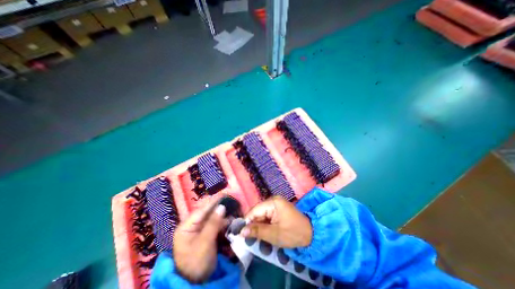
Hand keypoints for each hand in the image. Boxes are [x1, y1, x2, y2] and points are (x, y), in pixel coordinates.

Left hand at [173, 195, 226, 282]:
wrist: (195, 282)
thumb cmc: (196, 263)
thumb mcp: (205, 243)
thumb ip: (213, 223)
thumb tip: (221, 206)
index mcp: (186, 226)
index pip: (201, 209)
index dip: (214, 201)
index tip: (225, 194)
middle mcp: (192, 225)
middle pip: (207, 211)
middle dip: (219, 206)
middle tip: (231, 201)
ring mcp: (199, 229)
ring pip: (212, 217)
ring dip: (222, 214)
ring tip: (233, 209)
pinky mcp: (205, 233)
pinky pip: (215, 224)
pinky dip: (222, 221)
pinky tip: (230, 220)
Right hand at [241, 197, 311, 248]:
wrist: (311, 233)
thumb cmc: (293, 233)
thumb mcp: (274, 234)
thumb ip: (257, 231)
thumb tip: (241, 231)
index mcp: (273, 202)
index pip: (254, 210)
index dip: (247, 221)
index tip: (242, 234)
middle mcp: (273, 200)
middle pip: (257, 212)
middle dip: (253, 224)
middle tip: (250, 239)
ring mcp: (276, 204)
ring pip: (261, 214)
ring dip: (259, 225)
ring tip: (257, 237)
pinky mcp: (277, 209)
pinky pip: (266, 215)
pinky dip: (264, 224)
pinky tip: (264, 232)